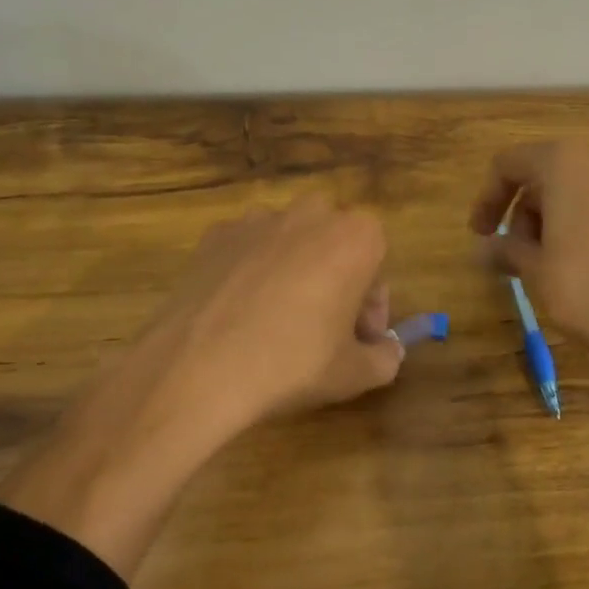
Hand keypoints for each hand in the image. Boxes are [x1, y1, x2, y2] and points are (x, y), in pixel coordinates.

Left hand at [126, 193, 405, 432]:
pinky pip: (247, 249)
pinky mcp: (216, 233)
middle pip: (334, 243)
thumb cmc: (294, 364)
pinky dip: (250, 271)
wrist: (200, 366)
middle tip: (323, 328)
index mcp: (356, 237)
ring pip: (290, 242)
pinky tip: (239, 312)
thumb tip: (388, 350)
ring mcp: (258, 219)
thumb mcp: (356, 374)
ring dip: (294, 270)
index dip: (371, 305)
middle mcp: (311, 214)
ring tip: (276, 320)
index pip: (378, 263)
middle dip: (336, 278)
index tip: (359, 339)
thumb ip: (386, 358)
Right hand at [469, 141, 588, 382]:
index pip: (509, 164)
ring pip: (577, 190)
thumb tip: (484, 249)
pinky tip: (583, 266)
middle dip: (522, 212)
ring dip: (551, 220)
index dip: (487, 197)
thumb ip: (505, 250)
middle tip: (515, 256)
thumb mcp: (535, 271)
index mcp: (566, 164)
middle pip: (545, 174)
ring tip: (547, 266)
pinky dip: (583, 225)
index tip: (480, 235)